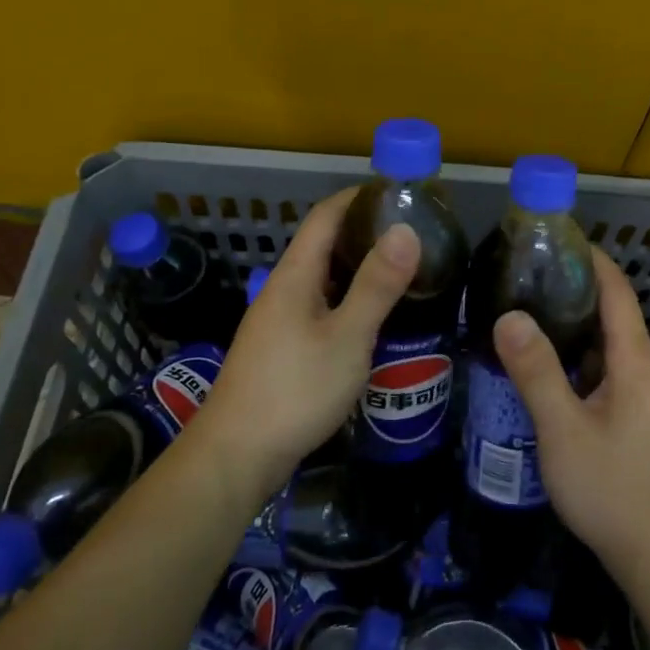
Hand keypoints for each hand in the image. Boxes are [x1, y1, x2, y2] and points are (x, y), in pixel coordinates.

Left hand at [185, 189, 419, 495]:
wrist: (237, 456)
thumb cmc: (295, 390)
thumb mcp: (347, 337)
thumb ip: (377, 284)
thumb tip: (406, 229)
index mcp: (295, 275)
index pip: (325, 215)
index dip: (358, 197)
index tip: (398, 192)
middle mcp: (283, 289)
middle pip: (323, 244)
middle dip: (365, 231)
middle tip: (413, 234)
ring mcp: (279, 321)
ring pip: (323, 279)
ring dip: (358, 267)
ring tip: (402, 271)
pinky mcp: (282, 349)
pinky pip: (320, 307)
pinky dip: (348, 299)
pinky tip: (372, 318)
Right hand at [493, 248, 649, 585]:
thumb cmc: (613, 487)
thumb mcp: (564, 429)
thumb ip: (536, 371)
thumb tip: (509, 315)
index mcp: (634, 361)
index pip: (617, 291)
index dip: (592, 260)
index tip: (556, 238)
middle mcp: (642, 370)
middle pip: (612, 314)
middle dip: (574, 288)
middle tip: (526, 275)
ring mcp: (640, 398)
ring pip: (606, 346)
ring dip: (573, 325)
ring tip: (527, 311)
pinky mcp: (633, 421)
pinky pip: (603, 373)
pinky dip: (576, 358)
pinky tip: (544, 367)